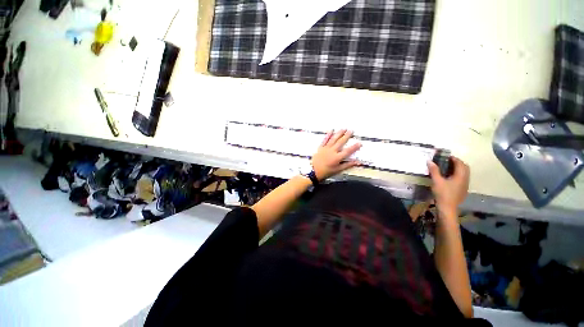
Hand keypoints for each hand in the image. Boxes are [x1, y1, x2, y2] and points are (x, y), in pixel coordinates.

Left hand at [311, 129, 361, 180]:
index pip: (348, 151)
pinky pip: (325, 140)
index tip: (359, 143)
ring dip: (339, 133)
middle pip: (341, 142)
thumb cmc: (325, 172)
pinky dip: (328, 135)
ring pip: (334, 139)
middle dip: (346, 136)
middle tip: (351, 131)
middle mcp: (332, 151)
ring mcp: (326, 148)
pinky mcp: (320, 148)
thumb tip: (357, 162)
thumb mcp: (337, 170)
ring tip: (343, 129)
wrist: (313, 171)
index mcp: (337, 158)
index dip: (354, 147)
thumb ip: (347, 165)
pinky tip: (331, 130)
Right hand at [427, 156, 469, 215]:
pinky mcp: (462, 189)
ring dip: (457, 168)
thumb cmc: (442, 193)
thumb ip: (434, 170)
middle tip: (446, 161)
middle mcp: (465, 179)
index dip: (454, 158)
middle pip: (464, 167)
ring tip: (447, 167)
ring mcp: (465, 185)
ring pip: (464, 173)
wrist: (447, 208)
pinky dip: (457, 174)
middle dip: (457, 163)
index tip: (445, 156)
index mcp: (460, 176)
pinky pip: (462, 178)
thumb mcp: (436, 181)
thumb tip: (430, 161)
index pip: (460, 163)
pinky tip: (448, 176)